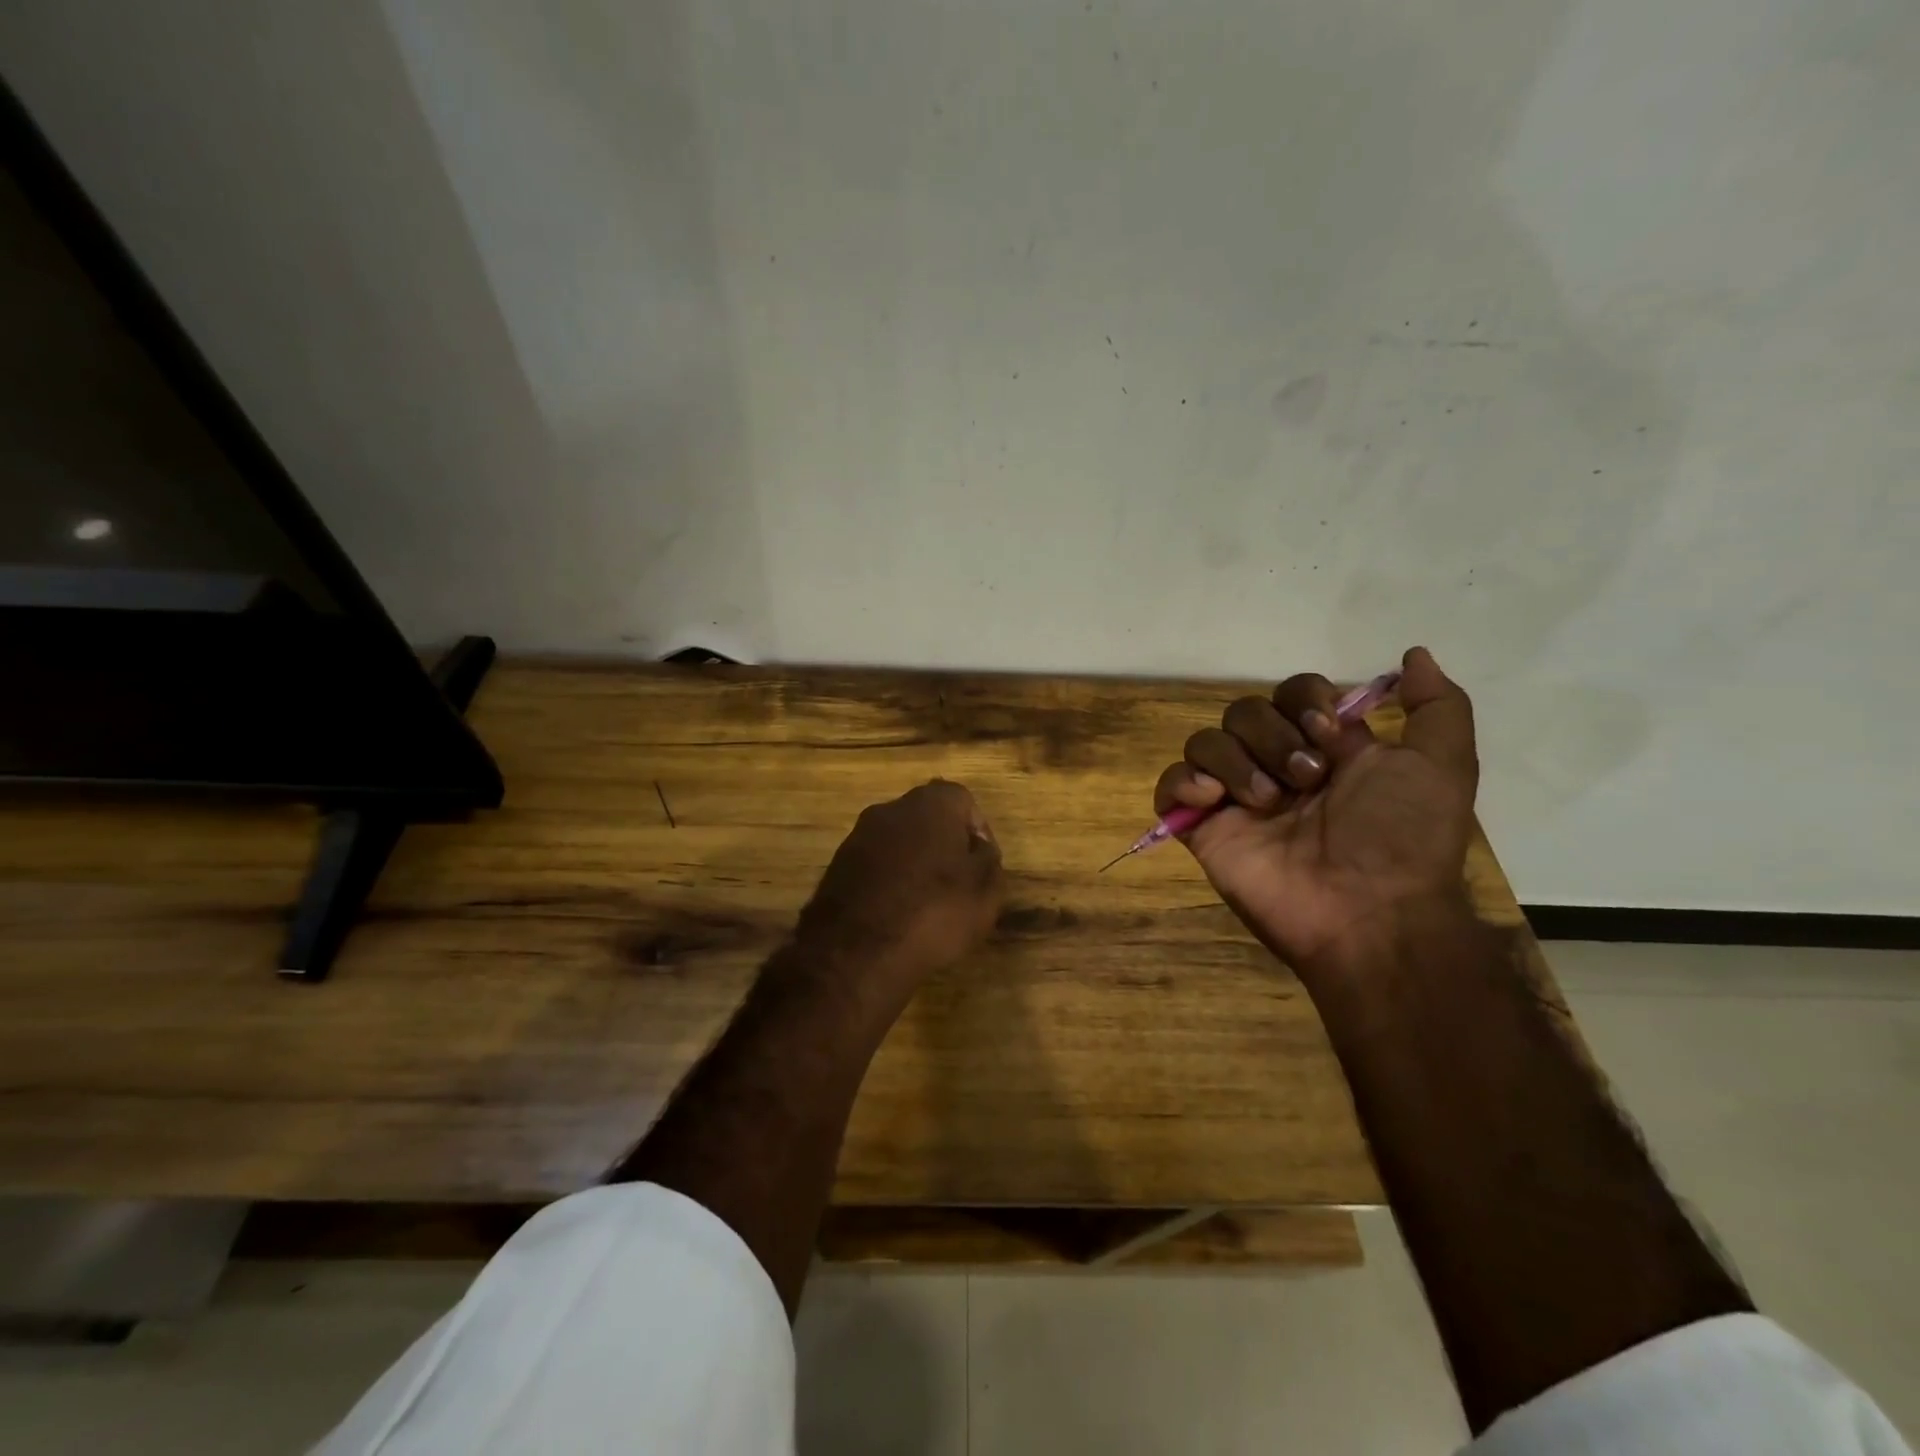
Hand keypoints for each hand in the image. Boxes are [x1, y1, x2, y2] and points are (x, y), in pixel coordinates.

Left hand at [795, 779, 1004, 1000]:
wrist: (855, 953)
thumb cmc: (933, 913)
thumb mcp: (985, 891)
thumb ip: (988, 860)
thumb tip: (977, 847)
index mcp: (930, 804)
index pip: (963, 801)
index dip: (978, 832)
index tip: (983, 866)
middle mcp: (890, 810)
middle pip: (927, 818)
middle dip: (944, 846)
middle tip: (957, 885)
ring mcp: (857, 837)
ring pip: (898, 843)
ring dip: (914, 865)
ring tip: (926, 906)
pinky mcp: (836, 868)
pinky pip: (874, 867)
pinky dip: (888, 883)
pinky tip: (895, 917)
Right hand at [1153, 646, 1478, 975]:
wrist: (1367, 912)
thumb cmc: (1402, 838)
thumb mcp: (1443, 766)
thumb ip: (1437, 707)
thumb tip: (1414, 654)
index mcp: (1323, 749)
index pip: (1291, 693)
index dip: (1304, 701)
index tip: (1329, 734)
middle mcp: (1275, 766)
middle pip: (1244, 711)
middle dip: (1273, 737)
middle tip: (1306, 781)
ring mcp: (1236, 798)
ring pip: (1205, 741)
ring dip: (1236, 762)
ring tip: (1267, 803)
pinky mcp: (1204, 827)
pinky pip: (1171, 784)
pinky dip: (1184, 782)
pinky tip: (1214, 800)